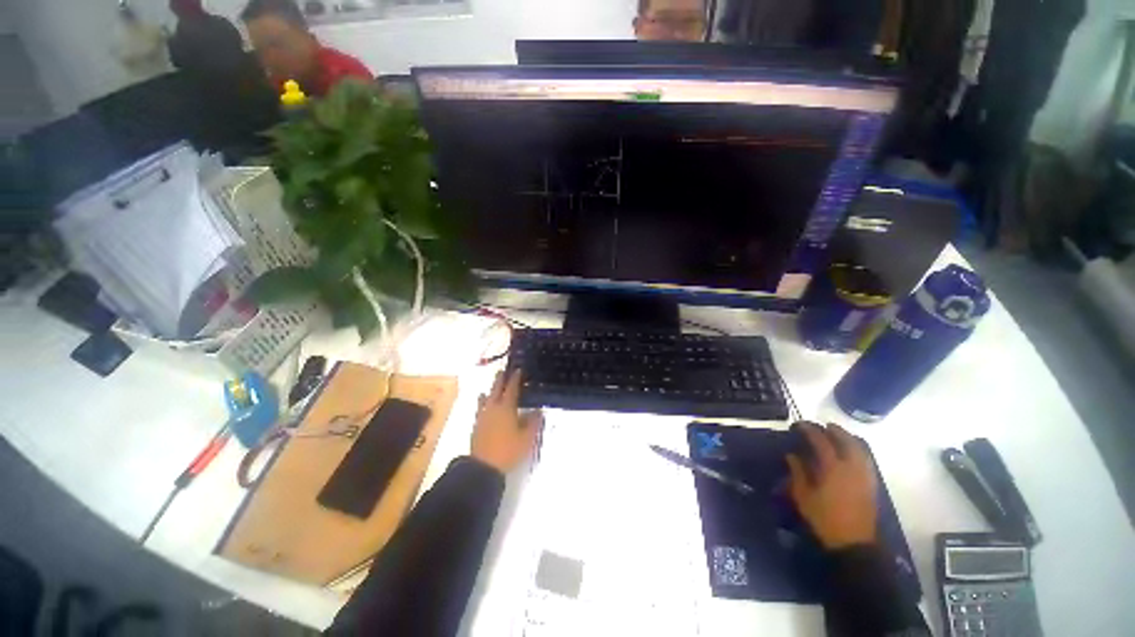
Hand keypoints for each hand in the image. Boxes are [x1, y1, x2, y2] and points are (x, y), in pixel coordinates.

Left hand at [471, 370, 542, 474]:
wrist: (483, 466)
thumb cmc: (508, 450)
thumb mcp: (527, 438)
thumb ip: (534, 422)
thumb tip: (538, 410)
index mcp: (507, 407)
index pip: (512, 388)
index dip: (515, 378)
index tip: (518, 369)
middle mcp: (493, 408)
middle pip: (496, 389)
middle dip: (500, 379)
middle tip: (503, 371)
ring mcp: (483, 416)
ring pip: (486, 398)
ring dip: (491, 390)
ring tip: (492, 385)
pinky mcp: (477, 425)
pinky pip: (480, 408)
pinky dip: (483, 402)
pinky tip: (483, 404)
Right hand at [786, 422, 877, 549]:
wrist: (853, 544)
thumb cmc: (824, 519)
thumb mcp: (803, 496)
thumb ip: (798, 472)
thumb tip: (792, 455)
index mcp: (832, 469)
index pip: (821, 441)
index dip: (810, 430)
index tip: (799, 425)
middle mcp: (851, 467)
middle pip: (845, 440)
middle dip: (832, 430)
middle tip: (820, 426)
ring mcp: (864, 475)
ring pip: (860, 448)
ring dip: (847, 437)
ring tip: (836, 434)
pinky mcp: (871, 484)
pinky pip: (866, 459)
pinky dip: (858, 449)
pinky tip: (851, 451)